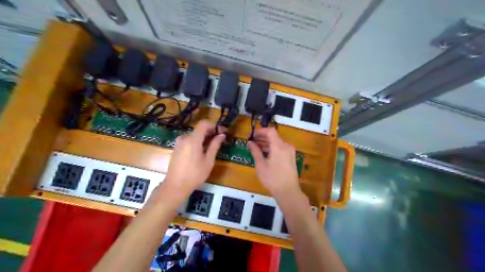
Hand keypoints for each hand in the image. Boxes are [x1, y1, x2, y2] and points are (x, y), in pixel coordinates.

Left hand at [162, 121, 224, 198]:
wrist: (175, 186)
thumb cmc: (195, 175)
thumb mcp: (208, 161)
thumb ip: (215, 145)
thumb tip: (222, 135)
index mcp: (193, 140)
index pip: (204, 123)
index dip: (214, 125)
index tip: (222, 132)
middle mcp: (184, 138)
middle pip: (199, 129)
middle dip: (211, 132)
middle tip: (220, 140)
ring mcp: (179, 143)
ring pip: (194, 135)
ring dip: (204, 138)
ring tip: (212, 147)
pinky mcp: (177, 148)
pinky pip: (189, 140)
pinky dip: (197, 142)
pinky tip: (202, 151)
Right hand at [248, 128, 301, 196]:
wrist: (288, 191)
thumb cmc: (272, 178)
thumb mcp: (261, 165)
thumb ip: (255, 151)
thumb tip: (250, 142)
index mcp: (279, 146)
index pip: (270, 131)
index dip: (260, 131)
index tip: (252, 135)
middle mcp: (286, 146)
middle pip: (274, 136)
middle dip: (262, 137)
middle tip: (252, 142)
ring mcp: (290, 152)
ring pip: (277, 142)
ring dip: (267, 143)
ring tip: (256, 148)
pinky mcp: (291, 157)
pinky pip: (281, 148)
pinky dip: (272, 148)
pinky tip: (265, 153)